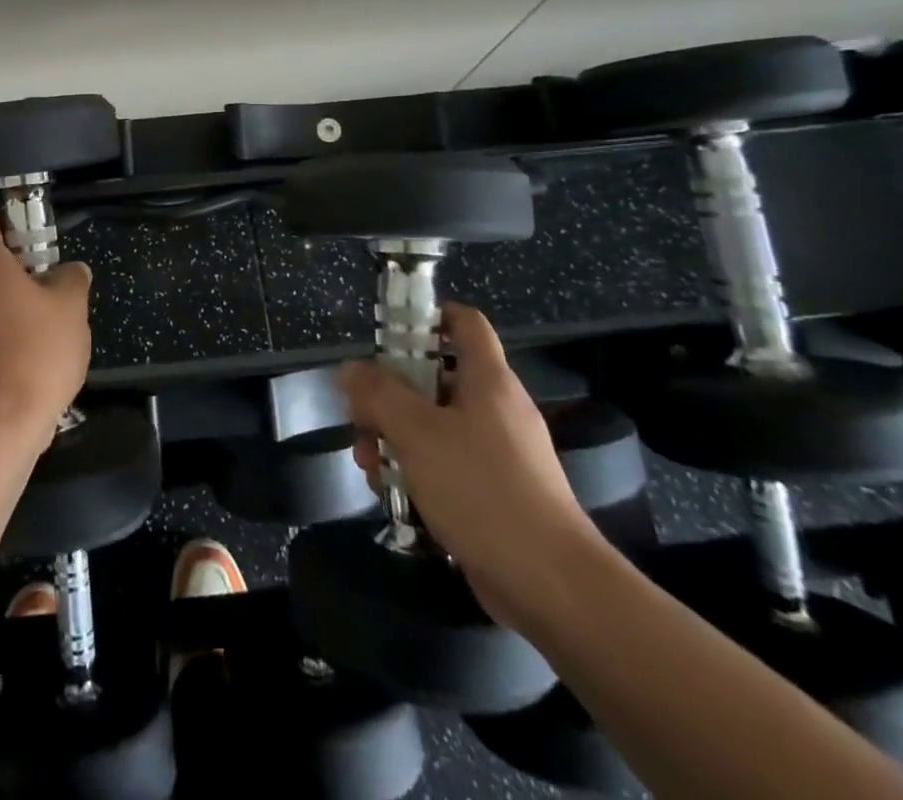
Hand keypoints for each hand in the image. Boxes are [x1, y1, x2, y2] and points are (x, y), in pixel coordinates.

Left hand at [0, 214, 92, 453]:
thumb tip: (72, 270)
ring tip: (56, 326)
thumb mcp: (72, 307)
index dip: (2, 223)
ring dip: (22, 307)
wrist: (3, 419)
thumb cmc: (38, 348)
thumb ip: (73, 280)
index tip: (29, 234)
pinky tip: (42, 356)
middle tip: (57, 285)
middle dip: (23, 272)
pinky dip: (15, 337)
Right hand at [339, 303, 600, 628]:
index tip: (386, 334)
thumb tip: (350, 369)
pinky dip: (416, 472)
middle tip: (360, 417)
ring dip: (395, 438)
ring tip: (368, 465)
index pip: (464, 323)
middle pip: (435, 378)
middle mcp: (496, 409)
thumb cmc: (482, 490)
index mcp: (488, 380)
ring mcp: (499, 454)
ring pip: (434, 426)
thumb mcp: (416, 432)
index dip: (427, 316)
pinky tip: (391, 495)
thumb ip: (378, 394)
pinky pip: (447, 465)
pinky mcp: (496, 494)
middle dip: (390, 395)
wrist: (553, 587)